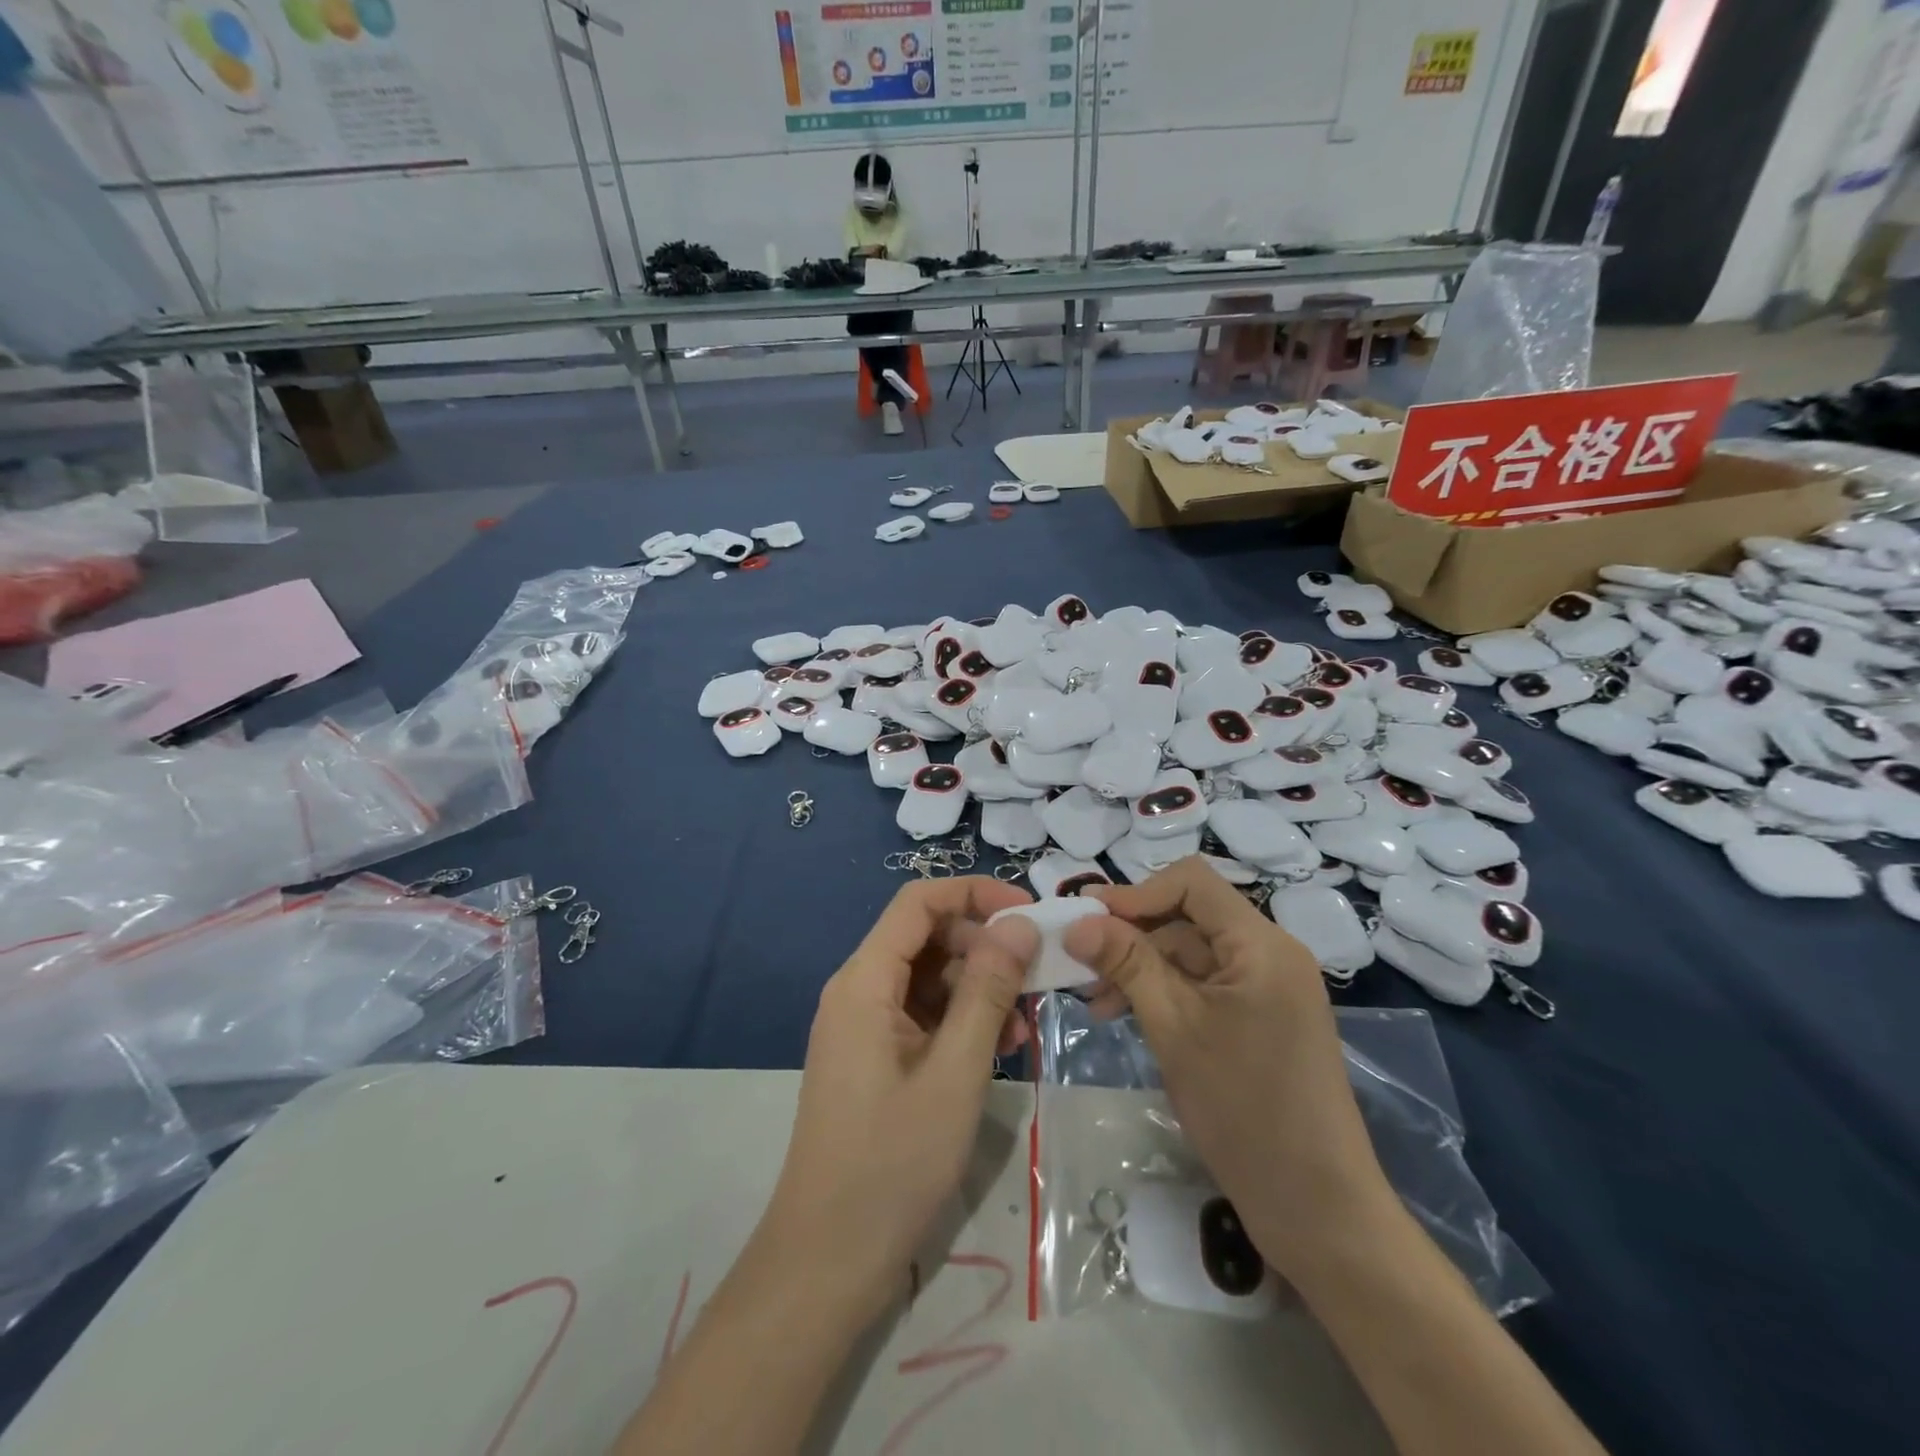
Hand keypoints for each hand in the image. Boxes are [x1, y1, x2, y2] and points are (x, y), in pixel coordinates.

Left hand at [759, 877, 1038, 1320]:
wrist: (827, 1260)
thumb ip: (988, 991)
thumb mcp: (955, 1072)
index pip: (919, 902)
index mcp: (865, 981)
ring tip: (1023, 1027)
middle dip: (984, 948)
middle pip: (927, 938)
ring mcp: (865, 1026)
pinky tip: (1000, 1050)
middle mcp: (859, 990)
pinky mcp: (875, 1056)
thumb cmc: (892, 1162)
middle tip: (1037, 978)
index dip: (974, 894)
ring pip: (930, 978)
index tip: (1029, 913)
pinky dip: (962, 1022)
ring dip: (979, 989)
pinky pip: (923, 1016)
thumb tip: (1019, 925)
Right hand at [1063, 859, 1395, 1279]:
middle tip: (1080, 969)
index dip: (1136, 893)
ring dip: (1141, 968)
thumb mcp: (1173, 1027)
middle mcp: (1270, 953)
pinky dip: (1165, 993)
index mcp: (1261, 944)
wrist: (1316, 1208)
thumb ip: (1127, 963)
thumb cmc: (1243, 1109)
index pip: (1192, 882)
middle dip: (1132, 937)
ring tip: (1097, 1003)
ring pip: (1191, 953)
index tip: (1087, 922)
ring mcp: (1268, 987)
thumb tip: (1077, 920)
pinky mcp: (1261, 1017)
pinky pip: (1204, 984)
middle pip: (1189, 917)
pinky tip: (1128, 1015)